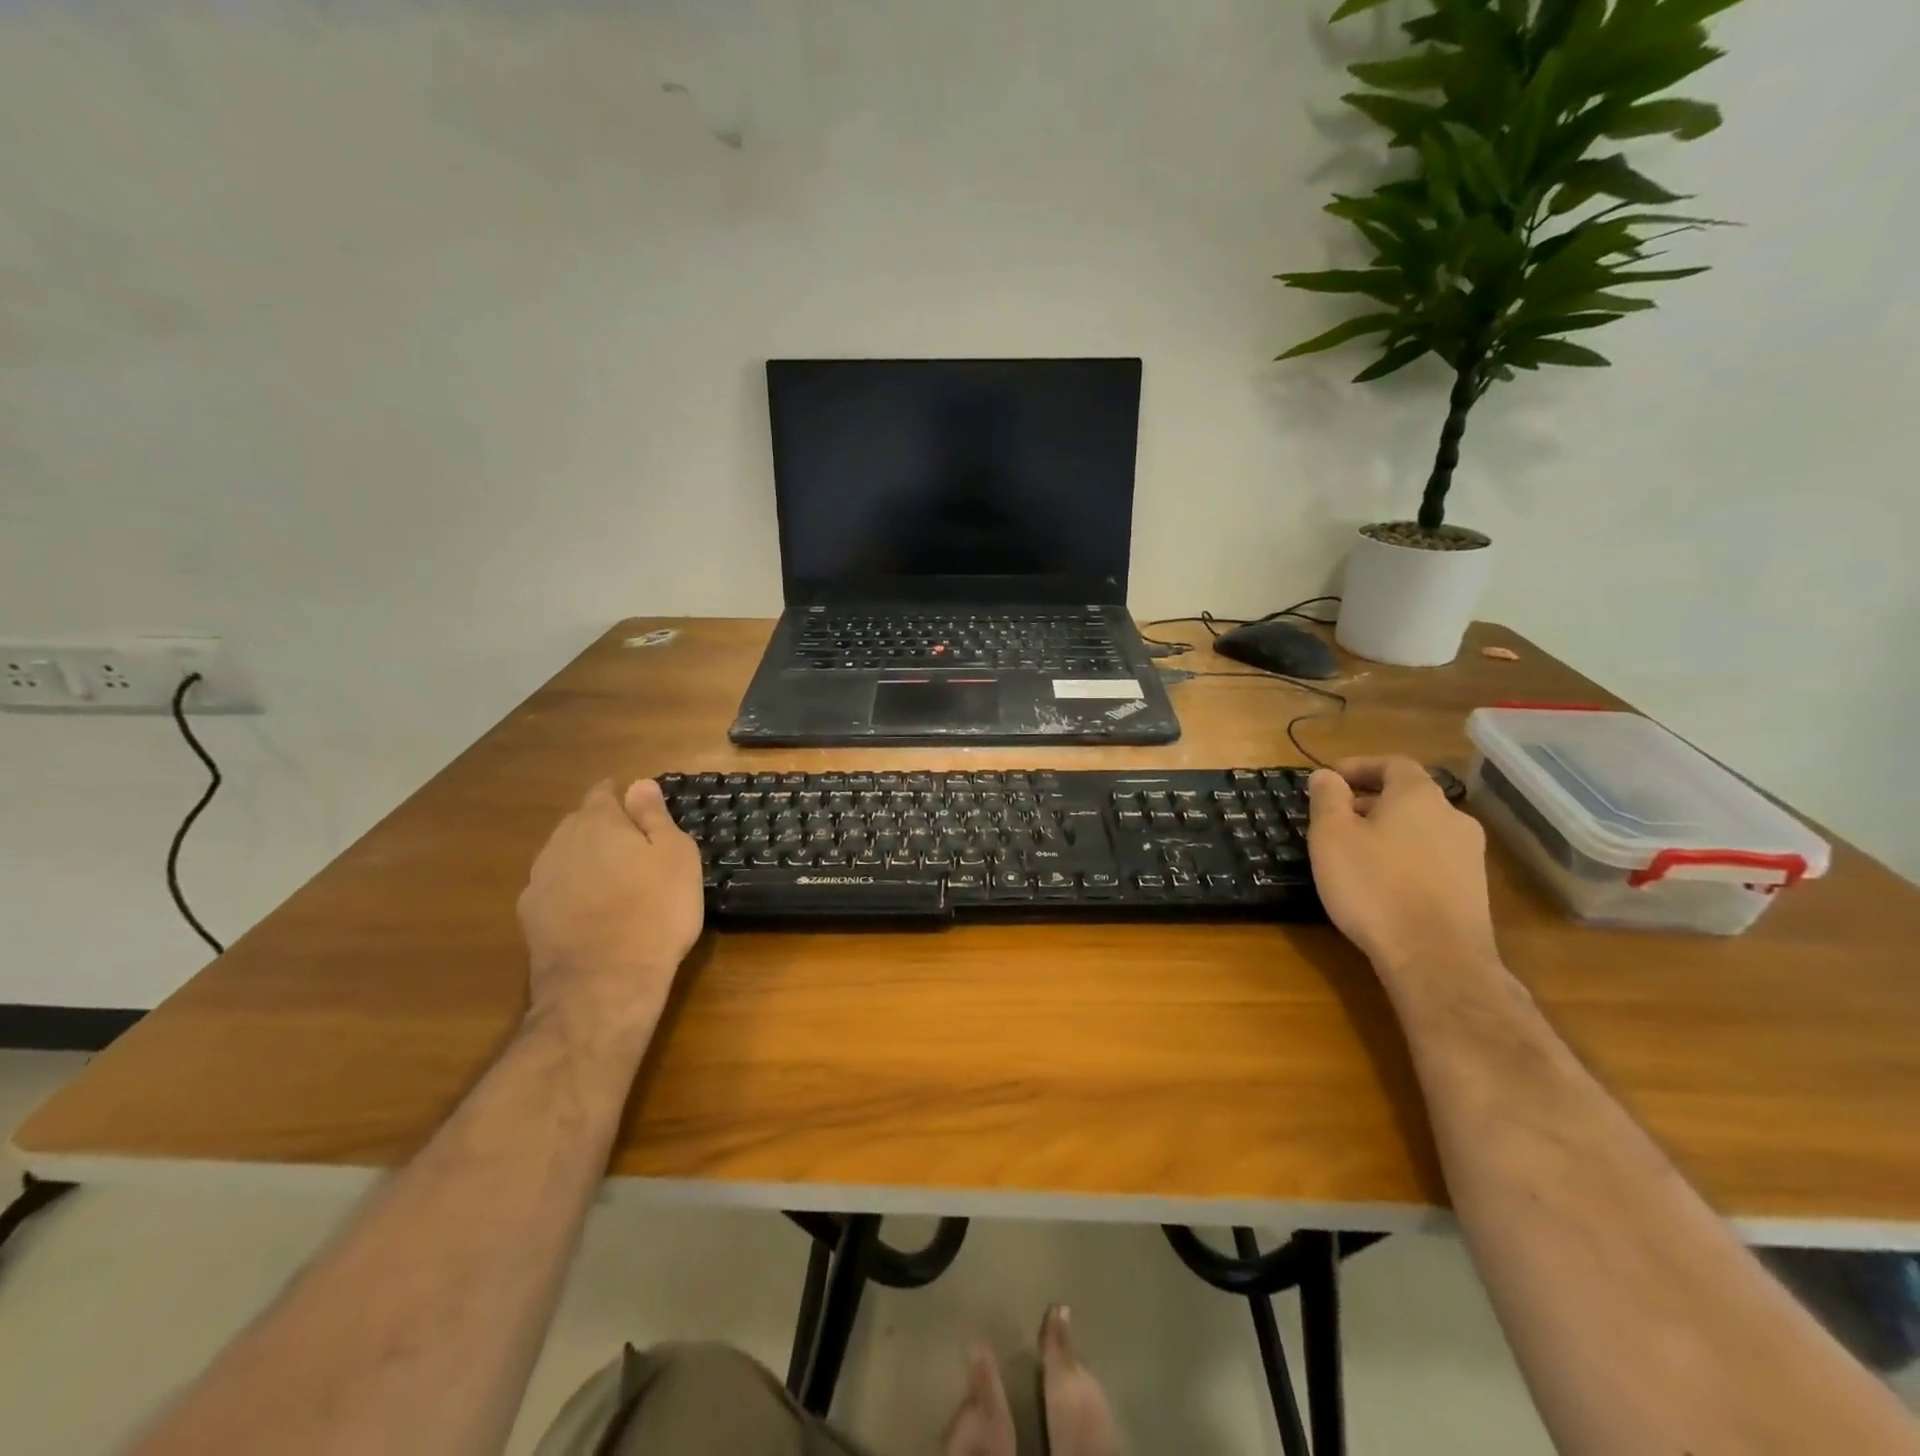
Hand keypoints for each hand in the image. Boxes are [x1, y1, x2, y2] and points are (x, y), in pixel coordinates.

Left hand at [517, 780, 703, 1038]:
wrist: (605, 983)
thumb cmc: (655, 912)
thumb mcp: (676, 857)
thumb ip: (655, 817)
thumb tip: (639, 784)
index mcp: (599, 822)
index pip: (603, 792)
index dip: (624, 796)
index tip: (643, 810)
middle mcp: (561, 843)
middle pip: (580, 822)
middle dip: (604, 827)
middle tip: (636, 849)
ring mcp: (540, 881)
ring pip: (564, 855)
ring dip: (586, 859)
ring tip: (614, 881)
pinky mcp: (530, 917)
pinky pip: (554, 889)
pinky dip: (572, 890)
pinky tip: (591, 910)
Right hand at [1306, 757, 1498, 982]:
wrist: (1436, 957)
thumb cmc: (1374, 886)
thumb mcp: (1331, 836)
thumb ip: (1327, 798)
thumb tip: (1326, 775)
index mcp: (1418, 796)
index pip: (1392, 763)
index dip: (1360, 766)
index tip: (1331, 779)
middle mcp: (1453, 816)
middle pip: (1409, 796)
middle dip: (1371, 800)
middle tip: (1337, 818)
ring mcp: (1470, 854)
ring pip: (1422, 828)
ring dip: (1389, 831)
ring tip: (1356, 852)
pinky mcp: (1474, 889)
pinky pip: (1433, 858)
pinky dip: (1406, 857)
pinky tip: (1383, 882)